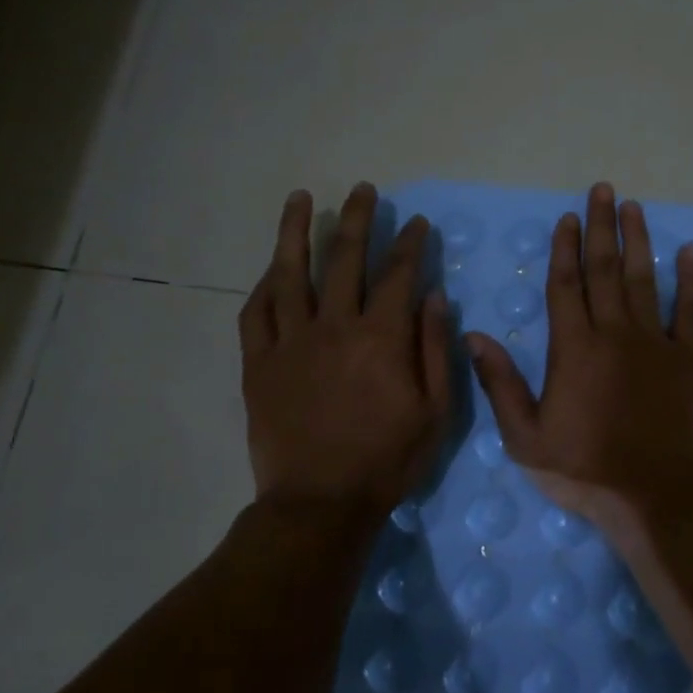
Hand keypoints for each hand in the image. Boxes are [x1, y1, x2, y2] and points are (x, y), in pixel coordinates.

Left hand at [239, 183, 452, 528]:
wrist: (320, 503)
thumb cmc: (388, 460)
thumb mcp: (436, 411)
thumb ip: (435, 349)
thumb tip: (434, 296)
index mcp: (381, 338)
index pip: (398, 274)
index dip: (410, 244)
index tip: (417, 223)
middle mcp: (334, 327)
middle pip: (344, 259)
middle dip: (357, 219)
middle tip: (362, 189)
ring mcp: (290, 343)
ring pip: (290, 274)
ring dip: (296, 232)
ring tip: (301, 198)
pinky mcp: (258, 364)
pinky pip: (256, 313)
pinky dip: (264, 286)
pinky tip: (272, 269)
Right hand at [468, 182, 692, 550]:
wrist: (657, 495)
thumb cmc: (586, 469)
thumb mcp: (526, 438)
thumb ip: (501, 384)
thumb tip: (474, 336)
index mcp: (573, 348)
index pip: (565, 285)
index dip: (564, 248)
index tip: (567, 217)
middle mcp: (614, 333)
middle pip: (605, 269)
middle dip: (601, 227)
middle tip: (603, 190)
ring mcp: (654, 343)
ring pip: (643, 279)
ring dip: (639, 241)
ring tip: (635, 207)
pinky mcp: (687, 359)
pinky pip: (690, 310)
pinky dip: (690, 280)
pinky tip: (690, 252)